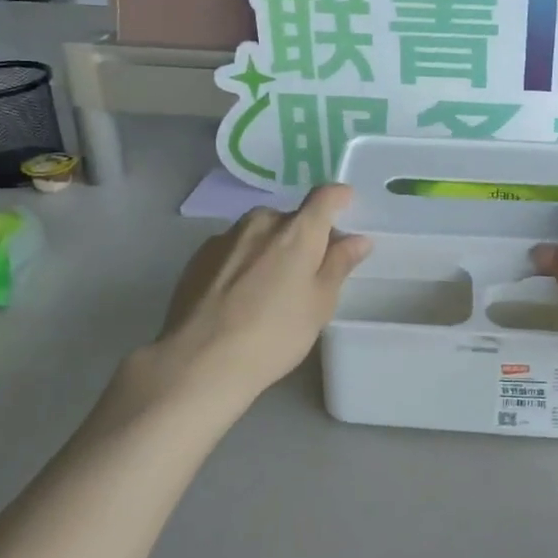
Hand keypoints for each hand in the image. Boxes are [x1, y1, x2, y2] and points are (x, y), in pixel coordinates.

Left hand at [137, 185, 371, 408]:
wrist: (200, 360)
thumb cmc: (274, 334)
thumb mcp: (319, 304)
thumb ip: (338, 265)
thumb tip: (358, 239)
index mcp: (297, 231)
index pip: (325, 197)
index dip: (339, 198)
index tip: (346, 205)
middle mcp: (261, 222)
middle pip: (290, 219)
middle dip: (302, 237)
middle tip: (307, 272)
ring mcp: (225, 237)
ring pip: (259, 233)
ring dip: (270, 248)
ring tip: (269, 288)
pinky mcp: (199, 256)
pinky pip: (233, 249)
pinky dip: (243, 262)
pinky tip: (239, 296)